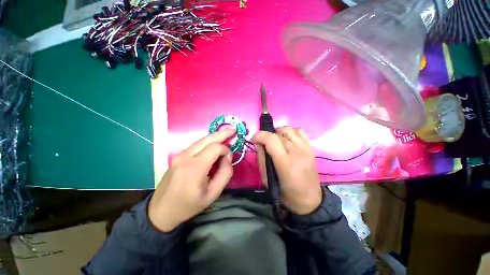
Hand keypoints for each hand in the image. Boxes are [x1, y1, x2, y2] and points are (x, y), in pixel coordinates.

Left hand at [148, 128, 234, 231]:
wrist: (161, 211)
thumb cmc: (189, 205)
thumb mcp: (213, 193)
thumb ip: (225, 173)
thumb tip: (227, 157)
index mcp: (195, 168)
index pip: (215, 148)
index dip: (225, 149)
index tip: (229, 158)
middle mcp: (186, 157)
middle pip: (207, 139)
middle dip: (222, 133)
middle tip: (233, 129)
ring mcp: (179, 155)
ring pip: (201, 140)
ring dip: (214, 136)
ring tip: (226, 133)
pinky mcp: (177, 156)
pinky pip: (195, 145)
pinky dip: (207, 142)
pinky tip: (213, 142)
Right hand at [253, 127, 321, 214]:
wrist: (309, 199)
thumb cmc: (285, 192)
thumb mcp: (267, 179)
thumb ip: (261, 158)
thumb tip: (259, 143)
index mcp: (285, 162)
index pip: (271, 139)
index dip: (259, 135)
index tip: (254, 140)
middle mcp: (297, 152)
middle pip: (278, 133)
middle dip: (267, 136)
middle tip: (263, 144)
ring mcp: (306, 148)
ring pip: (288, 129)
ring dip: (278, 132)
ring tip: (275, 141)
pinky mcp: (311, 148)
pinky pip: (299, 131)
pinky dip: (290, 132)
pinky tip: (286, 139)